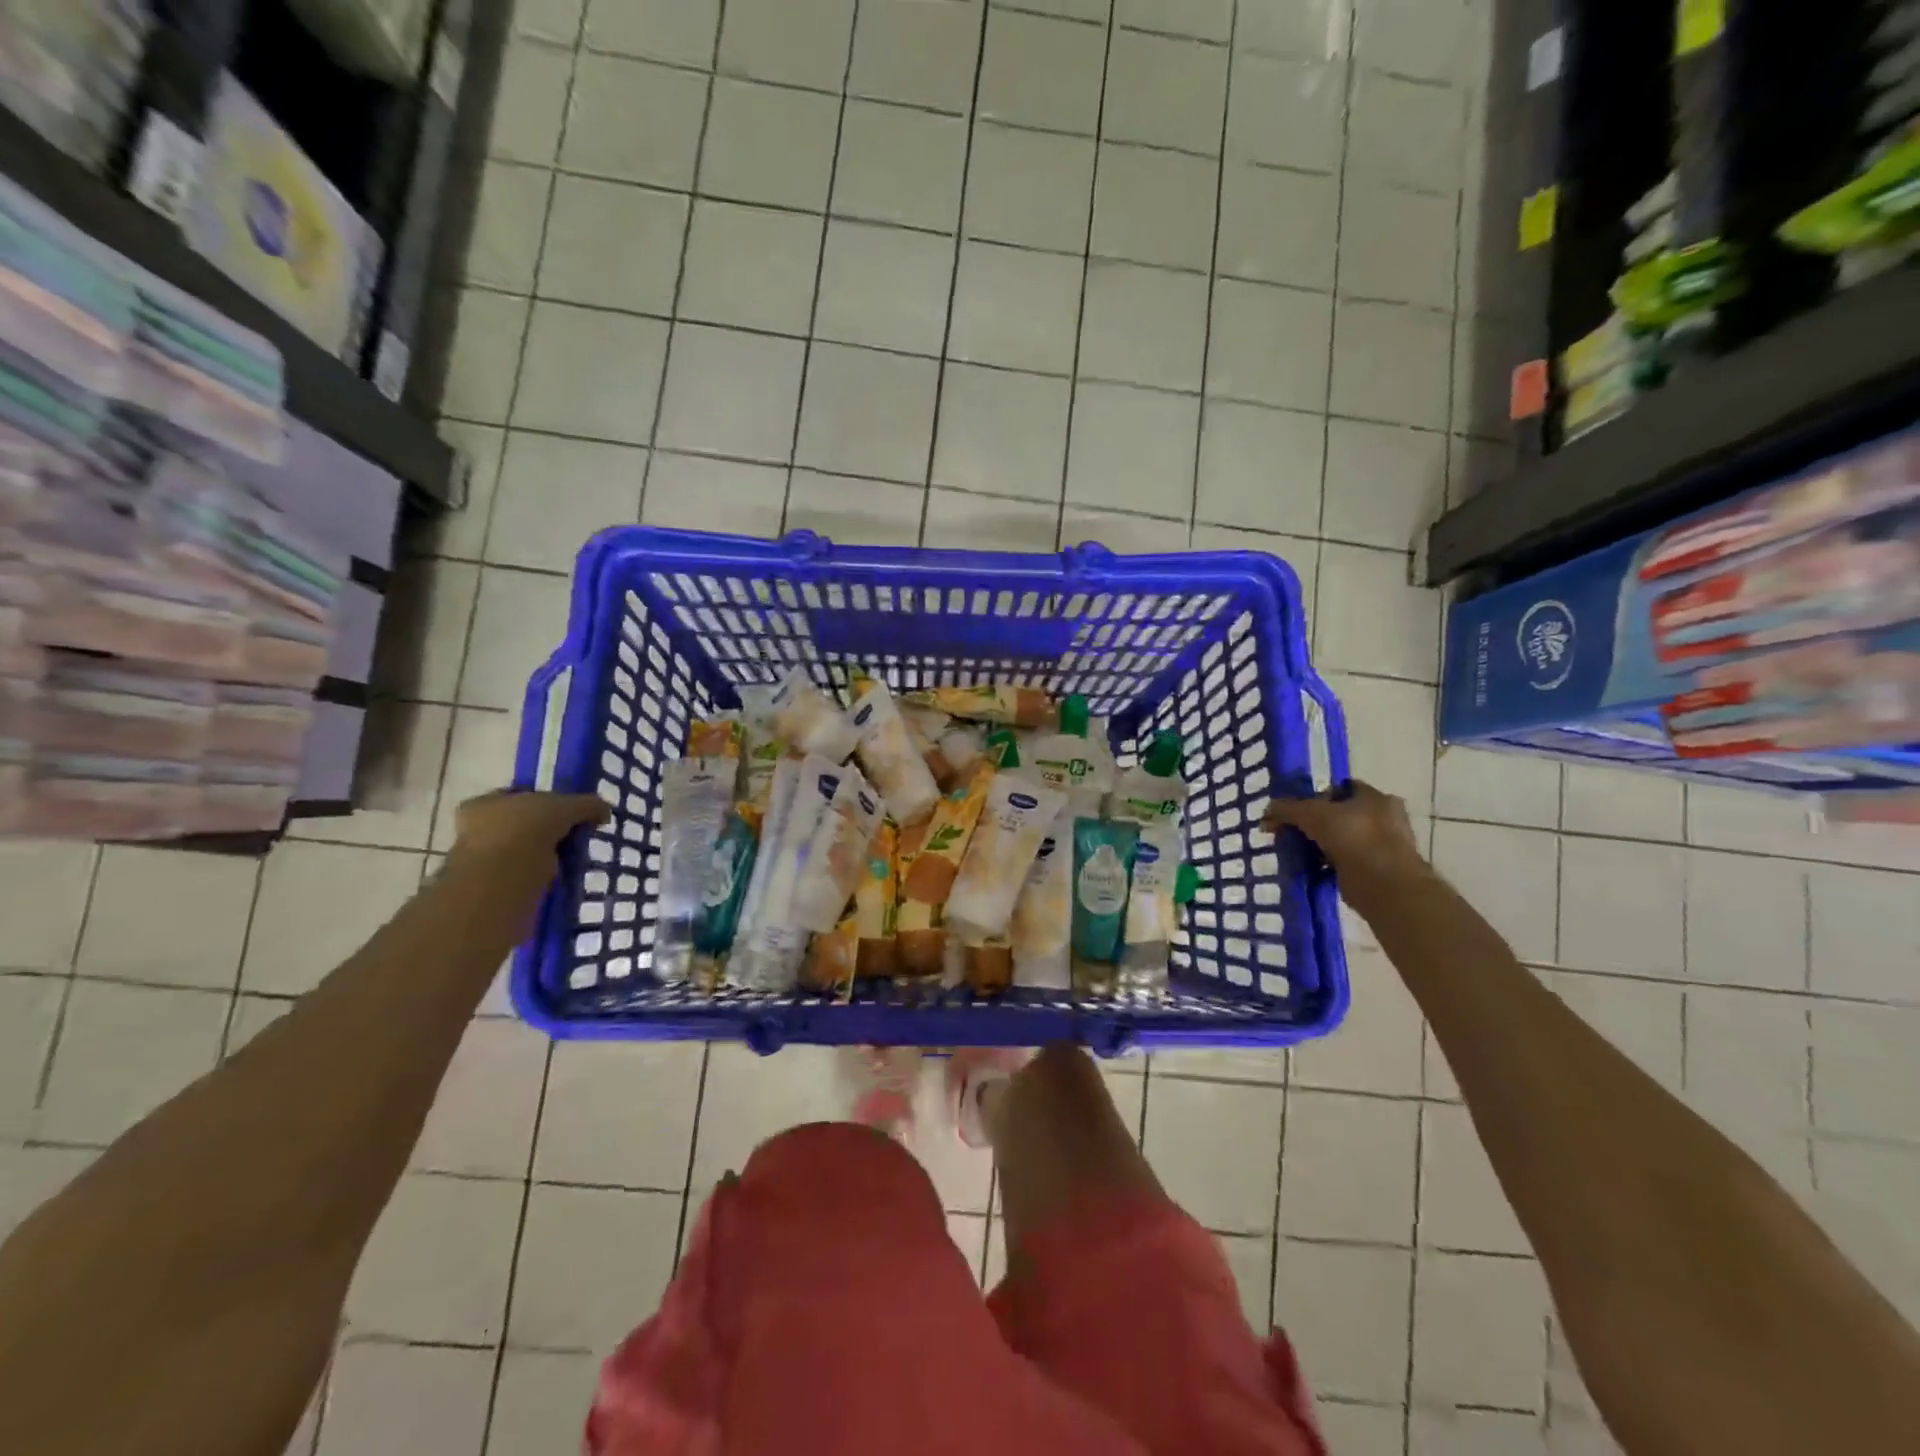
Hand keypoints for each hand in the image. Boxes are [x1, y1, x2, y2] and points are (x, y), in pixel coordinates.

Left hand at [446, 789, 607, 881]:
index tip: (566, 812)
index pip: (516, 796)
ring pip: (520, 851)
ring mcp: (480, 859)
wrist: (504, 874)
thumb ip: (587, 805)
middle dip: (544, 830)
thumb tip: (604, 812)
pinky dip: (541, 875)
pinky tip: (560, 876)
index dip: (543, 802)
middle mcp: (474, 829)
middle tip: (571, 836)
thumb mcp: (566, 806)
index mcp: (484, 803)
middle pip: (518, 824)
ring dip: (543, 855)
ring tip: (570, 859)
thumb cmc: (526, 827)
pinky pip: (523, 875)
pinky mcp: (491, 886)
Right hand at [1263, 780, 1428, 903]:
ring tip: (1300, 854)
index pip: (1341, 788)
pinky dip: (1331, 865)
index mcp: (1375, 797)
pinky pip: (1348, 861)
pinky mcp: (1380, 870)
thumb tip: (1267, 813)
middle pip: (1341, 814)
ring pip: (1344, 839)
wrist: (1383, 885)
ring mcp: (1386, 845)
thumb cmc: (1353, 837)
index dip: (1316, 797)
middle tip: (1295, 833)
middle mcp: (1385, 817)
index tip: (1298, 811)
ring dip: (1323, 845)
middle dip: (1317, 824)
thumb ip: (1287, 809)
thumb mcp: (1311, 814)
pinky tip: (1313, 870)